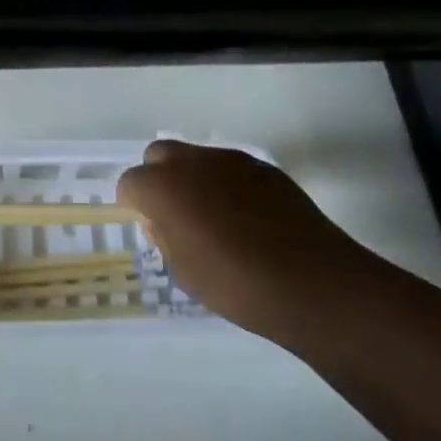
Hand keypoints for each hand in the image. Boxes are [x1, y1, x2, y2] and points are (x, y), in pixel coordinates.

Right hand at [117, 141, 364, 346]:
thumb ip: (165, 239)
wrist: (310, 280)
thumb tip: (161, 221)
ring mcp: (228, 158)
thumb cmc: (237, 285)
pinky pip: (230, 169)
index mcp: (164, 187)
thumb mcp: (186, 274)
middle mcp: (191, 161)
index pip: (130, 182)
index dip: (134, 204)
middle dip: (159, 179)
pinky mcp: (260, 165)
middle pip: (158, 155)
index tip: (148, 227)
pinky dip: (226, 185)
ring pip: (196, 158)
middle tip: (175, 216)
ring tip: (215, 220)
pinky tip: (247, 220)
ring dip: (194, 180)